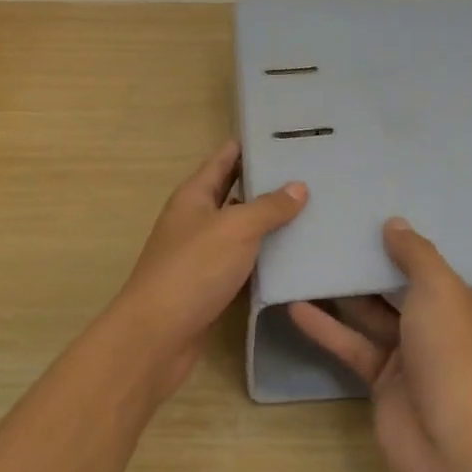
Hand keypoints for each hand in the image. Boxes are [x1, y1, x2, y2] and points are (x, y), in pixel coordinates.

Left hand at [108, 140, 307, 400]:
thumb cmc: (193, 270)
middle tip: (310, 172)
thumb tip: (298, 186)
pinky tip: (296, 255)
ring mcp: (202, 254)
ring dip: (270, 222)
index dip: (250, 145)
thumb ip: (268, 207)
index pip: (223, 158)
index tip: (285, 135)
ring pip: (241, 229)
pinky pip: (244, 262)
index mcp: (194, 196)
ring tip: (313, 209)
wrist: (157, 336)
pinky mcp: (212, 285)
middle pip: (234, 192)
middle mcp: (196, 220)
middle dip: (267, 182)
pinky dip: (266, 257)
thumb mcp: (235, 229)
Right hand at [289, 219, 471, 471]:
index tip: (393, 204)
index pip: (452, 258)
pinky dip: (328, 328)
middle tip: (342, 223)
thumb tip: (394, 224)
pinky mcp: (385, 377)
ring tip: (312, 256)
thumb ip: (415, 253)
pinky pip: (354, 343)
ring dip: (346, 291)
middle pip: (407, 282)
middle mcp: (448, 323)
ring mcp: (415, 352)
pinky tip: (295, 305)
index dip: (424, 234)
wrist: (449, 446)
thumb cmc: (453, 354)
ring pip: (375, 312)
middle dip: (378, 258)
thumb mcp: (439, 289)